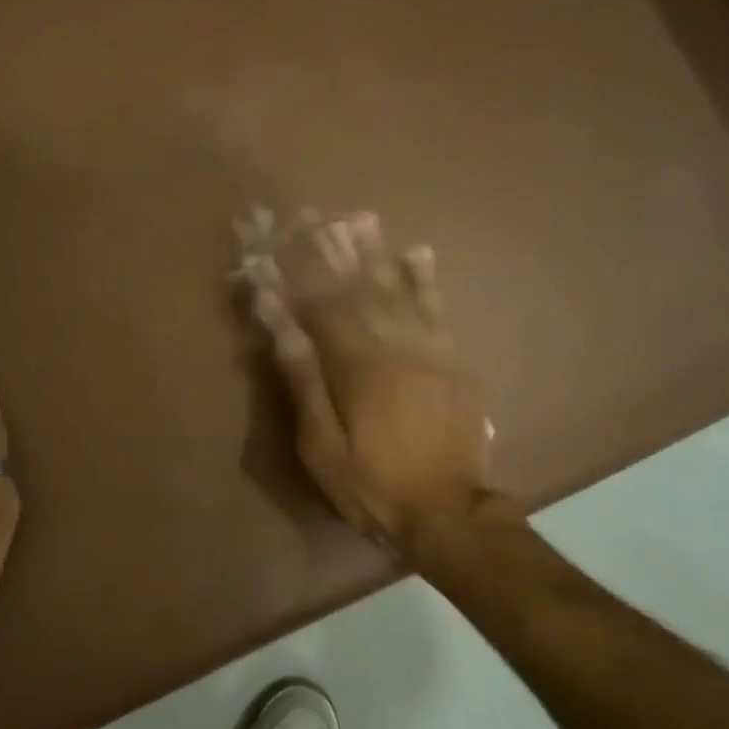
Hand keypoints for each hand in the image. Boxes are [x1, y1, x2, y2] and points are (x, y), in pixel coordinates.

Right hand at [249, 212, 491, 545]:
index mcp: (355, 364)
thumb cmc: (370, 483)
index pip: (317, 305)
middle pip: (357, 287)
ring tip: (357, 218)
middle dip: (331, 249)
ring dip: (375, 252)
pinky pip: (439, 309)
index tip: (272, 244)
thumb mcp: (320, 443)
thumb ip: (302, 377)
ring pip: (397, 289)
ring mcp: (430, 349)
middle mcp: (394, 344)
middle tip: (312, 214)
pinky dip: (426, 279)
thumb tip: (278, 320)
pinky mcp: (455, 361)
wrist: (447, 513)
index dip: (293, 273)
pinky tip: (417, 252)